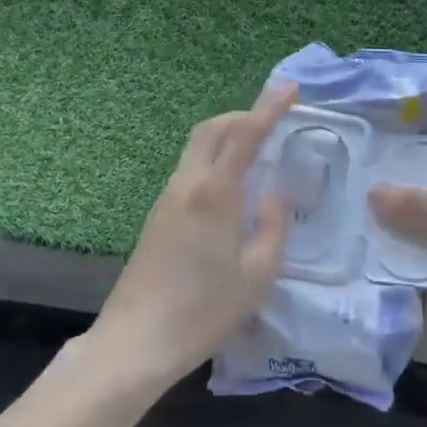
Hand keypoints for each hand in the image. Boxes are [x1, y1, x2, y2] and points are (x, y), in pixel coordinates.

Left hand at [88, 83, 297, 387]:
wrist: (136, 340)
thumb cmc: (204, 310)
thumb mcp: (257, 275)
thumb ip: (272, 227)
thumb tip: (276, 194)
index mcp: (215, 193)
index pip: (245, 135)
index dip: (269, 107)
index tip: (290, 87)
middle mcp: (186, 185)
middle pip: (210, 130)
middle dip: (241, 116)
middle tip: (271, 121)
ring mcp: (166, 199)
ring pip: (196, 149)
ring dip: (225, 138)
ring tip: (255, 153)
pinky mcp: (156, 216)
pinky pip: (188, 171)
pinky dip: (212, 161)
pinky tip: (229, 189)